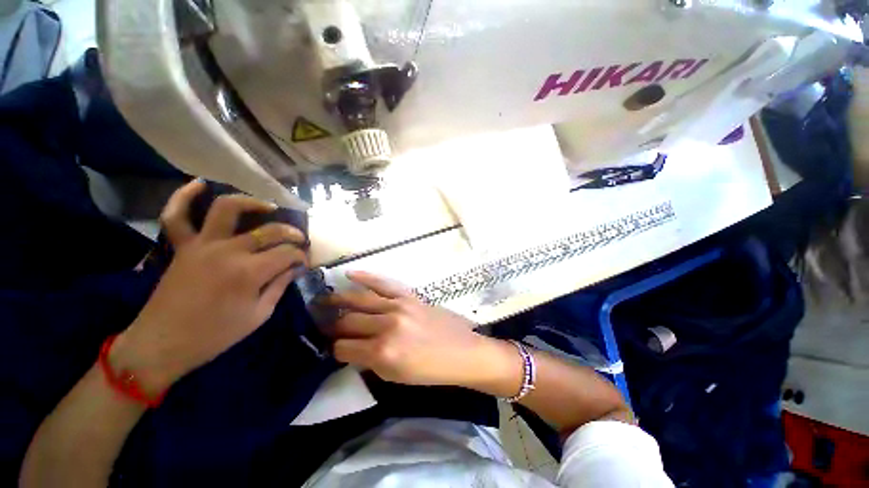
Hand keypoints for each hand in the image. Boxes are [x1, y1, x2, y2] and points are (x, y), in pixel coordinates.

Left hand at [111, 181, 308, 393]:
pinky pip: (177, 215)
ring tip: (268, 206)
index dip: (301, 257)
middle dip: (291, 233)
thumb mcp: (259, 315)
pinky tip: (200, 184)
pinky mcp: (182, 246)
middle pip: (269, 230)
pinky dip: (185, 196)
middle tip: (299, 240)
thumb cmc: (215, 335)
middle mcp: (228, 251)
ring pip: (227, 209)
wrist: (163, 344)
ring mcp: (202, 244)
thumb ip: (280, 286)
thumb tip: (295, 268)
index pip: (287, 253)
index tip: (304, 263)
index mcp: (250, 272)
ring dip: (251, 203)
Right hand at [325, 272, 518, 388]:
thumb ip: (369, 362)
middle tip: (322, 322)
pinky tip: (351, 274)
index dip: (335, 349)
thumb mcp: (395, 377)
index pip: (344, 348)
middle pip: (349, 322)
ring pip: (361, 300)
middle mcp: (386, 327)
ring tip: (324, 299)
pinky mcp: (409, 296)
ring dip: (339, 299)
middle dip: (333, 324)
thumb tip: (352, 348)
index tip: (333, 346)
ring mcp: (398, 307)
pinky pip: (384, 283)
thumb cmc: (430, 371)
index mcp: (382, 353)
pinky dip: (366, 278)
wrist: (461, 351)